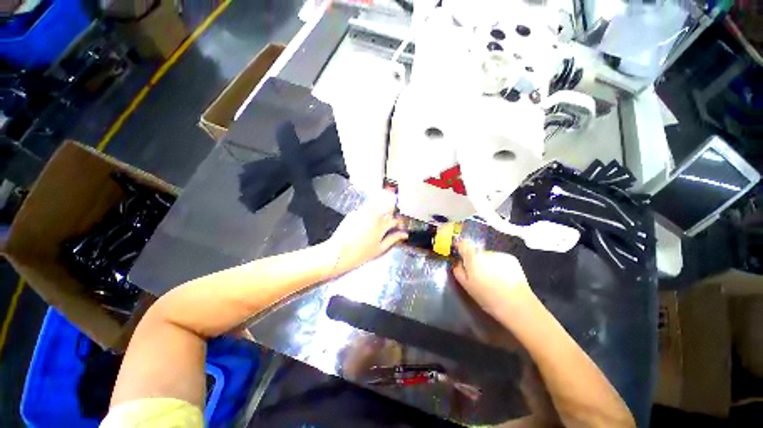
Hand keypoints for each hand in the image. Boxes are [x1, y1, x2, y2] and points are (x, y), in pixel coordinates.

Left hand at [322, 192, 407, 278]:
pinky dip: (366, 214)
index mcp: (382, 224)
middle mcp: (373, 214)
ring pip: (375, 205)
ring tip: (375, 222)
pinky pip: (363, 210)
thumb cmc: (362, 253)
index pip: (394, 219)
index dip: (398, 223)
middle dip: (389, 213)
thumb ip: (393, 239)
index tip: (397, 228)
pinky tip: (363, 224)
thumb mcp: (380, 248)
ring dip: (378, 210)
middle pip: (386, 207)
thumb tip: (405, 234)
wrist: (339, 253)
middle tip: (386, 224)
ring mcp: (362, 212)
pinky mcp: (352, 213)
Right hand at [453, 240, 533, 318]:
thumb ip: (458, 271)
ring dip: (486, 263)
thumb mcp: (466, 286)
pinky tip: (502, 278)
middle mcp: (485, 252)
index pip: (462, 244)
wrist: (517, 304)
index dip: (459, 247)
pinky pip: (499, 259)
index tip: (459, 253)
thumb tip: (458, 263)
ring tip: (492, 279)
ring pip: (487, 256)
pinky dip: (498, 265)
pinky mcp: (511, 258)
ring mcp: (499, 254)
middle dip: (474, 260)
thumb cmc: (487, 296)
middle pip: (475, 252)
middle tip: (477, 275)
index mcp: (472, 257)